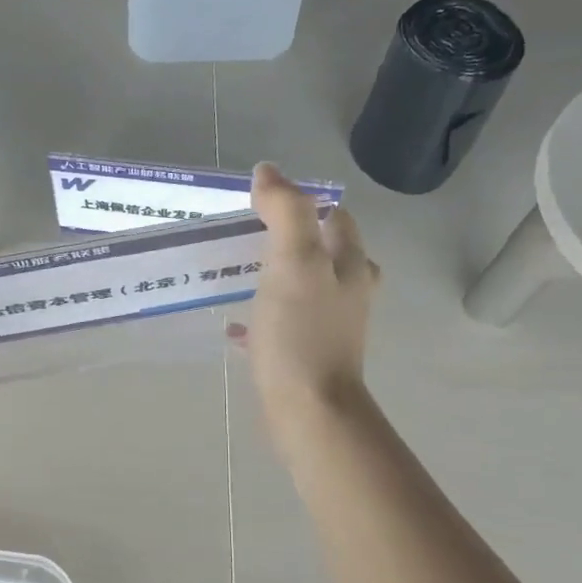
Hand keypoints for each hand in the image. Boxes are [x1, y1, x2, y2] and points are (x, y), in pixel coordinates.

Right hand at [230, 164, 379, 444]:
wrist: (309, 410)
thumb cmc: (301, 334)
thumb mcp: (292, 262)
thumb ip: (284, 212)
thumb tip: (268, 171)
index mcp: (349, 265)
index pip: (334, 217)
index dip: (302, 203)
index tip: (261, 204)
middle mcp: (346, 292)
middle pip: (321, 252)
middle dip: (288, 239)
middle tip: (246, 235)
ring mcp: (328, 326)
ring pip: (302, 288)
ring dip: (275, 276)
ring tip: (238, 272)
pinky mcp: (306, 355)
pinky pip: (281, 326)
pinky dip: (260, 318)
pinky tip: (232, 325)